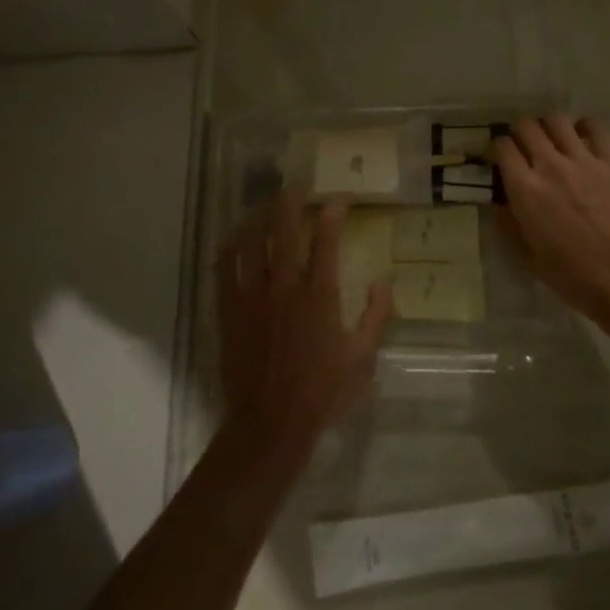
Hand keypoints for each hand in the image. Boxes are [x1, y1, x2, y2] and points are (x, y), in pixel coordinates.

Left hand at [218, 194, 391, 450]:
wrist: (271, 422)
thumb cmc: (322, 392)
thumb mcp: (362, 358)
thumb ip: (376, 316)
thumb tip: (385, 281)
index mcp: (319, 293)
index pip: (326, 238)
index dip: (333, 211)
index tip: (340, 198)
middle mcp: (284, 284)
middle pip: (284, 227)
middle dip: (292, 200)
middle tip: (299, 186)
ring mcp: (252, 294)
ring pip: (251, 240)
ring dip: (260, 215)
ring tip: (267, 204)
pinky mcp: (229, 308)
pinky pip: (225, 267)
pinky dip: (231, 246)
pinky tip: (236, 237)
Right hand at [491, 116, 609, 339]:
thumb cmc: (573, 277)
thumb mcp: (528, 257)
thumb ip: (509, 224)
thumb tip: (500, 203)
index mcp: (526, 191)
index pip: (501, 147)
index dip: (495, 149)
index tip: (498, 160)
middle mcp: (551, 166)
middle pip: (526, 126)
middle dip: (518, 133)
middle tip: (523, 149)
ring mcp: (585, 161)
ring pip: (557, 120)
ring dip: (547, 126)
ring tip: (551, 141)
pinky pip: (595, 128)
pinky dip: (583, 127)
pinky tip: (582, 139)